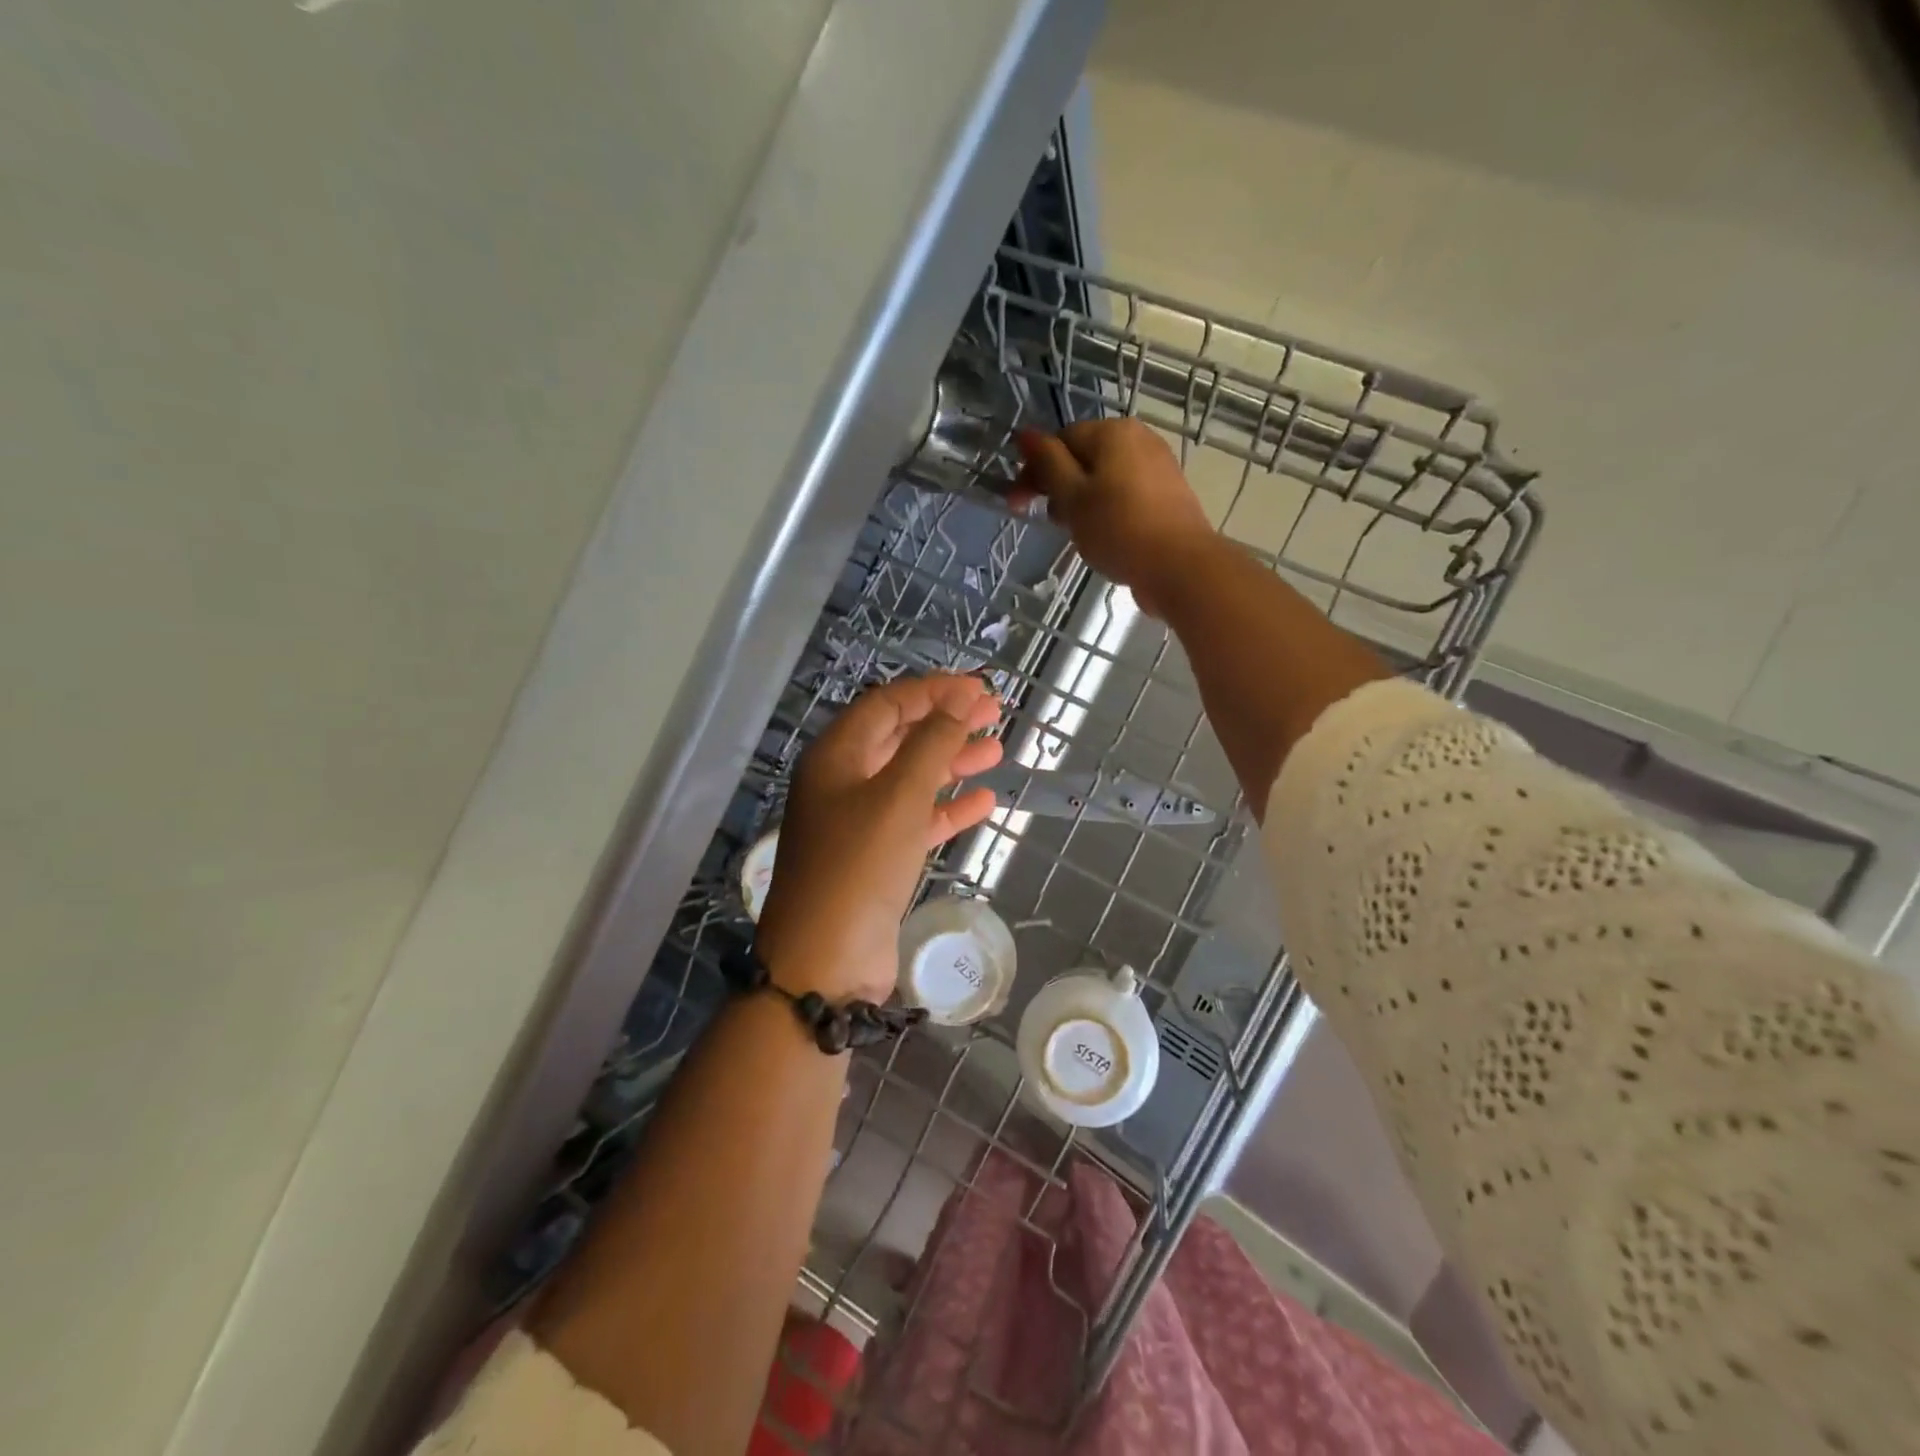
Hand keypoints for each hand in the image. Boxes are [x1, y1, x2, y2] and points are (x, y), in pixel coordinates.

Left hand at [755, 675, 1003, 1003]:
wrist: (824, 962)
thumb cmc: (858, 867)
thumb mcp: (898, 797)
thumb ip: (932, 745)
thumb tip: (961, 701)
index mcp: (836, 757)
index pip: (887, 704)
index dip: (934, 691)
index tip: (979, 689)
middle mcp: (843, 783)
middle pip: (900, 738)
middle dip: (946, 724)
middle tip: (995, 715)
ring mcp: (858, 823)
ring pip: (911, 779)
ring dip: (952, 764)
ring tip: (997, 752)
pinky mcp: (876, 859)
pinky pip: (916, 821)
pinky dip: (947, 809)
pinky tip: (983, 802)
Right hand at [1012, 420, 1219, 617]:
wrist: (1180, 566)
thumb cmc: (1118, 529)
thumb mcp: (1072, 496)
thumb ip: (1047, 463)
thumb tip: (1024, 434)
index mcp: (1113, 432)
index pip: (1060, 441)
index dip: (1034, 471)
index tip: (1017, 506)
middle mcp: (1139, 439)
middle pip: (1084, 458)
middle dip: (1059, 488)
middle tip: (1051, 524)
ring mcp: (1158, 467)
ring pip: (1104, 479)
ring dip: (1082, 503)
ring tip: (1077, 535)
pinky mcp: (1168, 496)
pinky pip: (1126, 495)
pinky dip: (1107, 512)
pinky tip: (1105, 537)